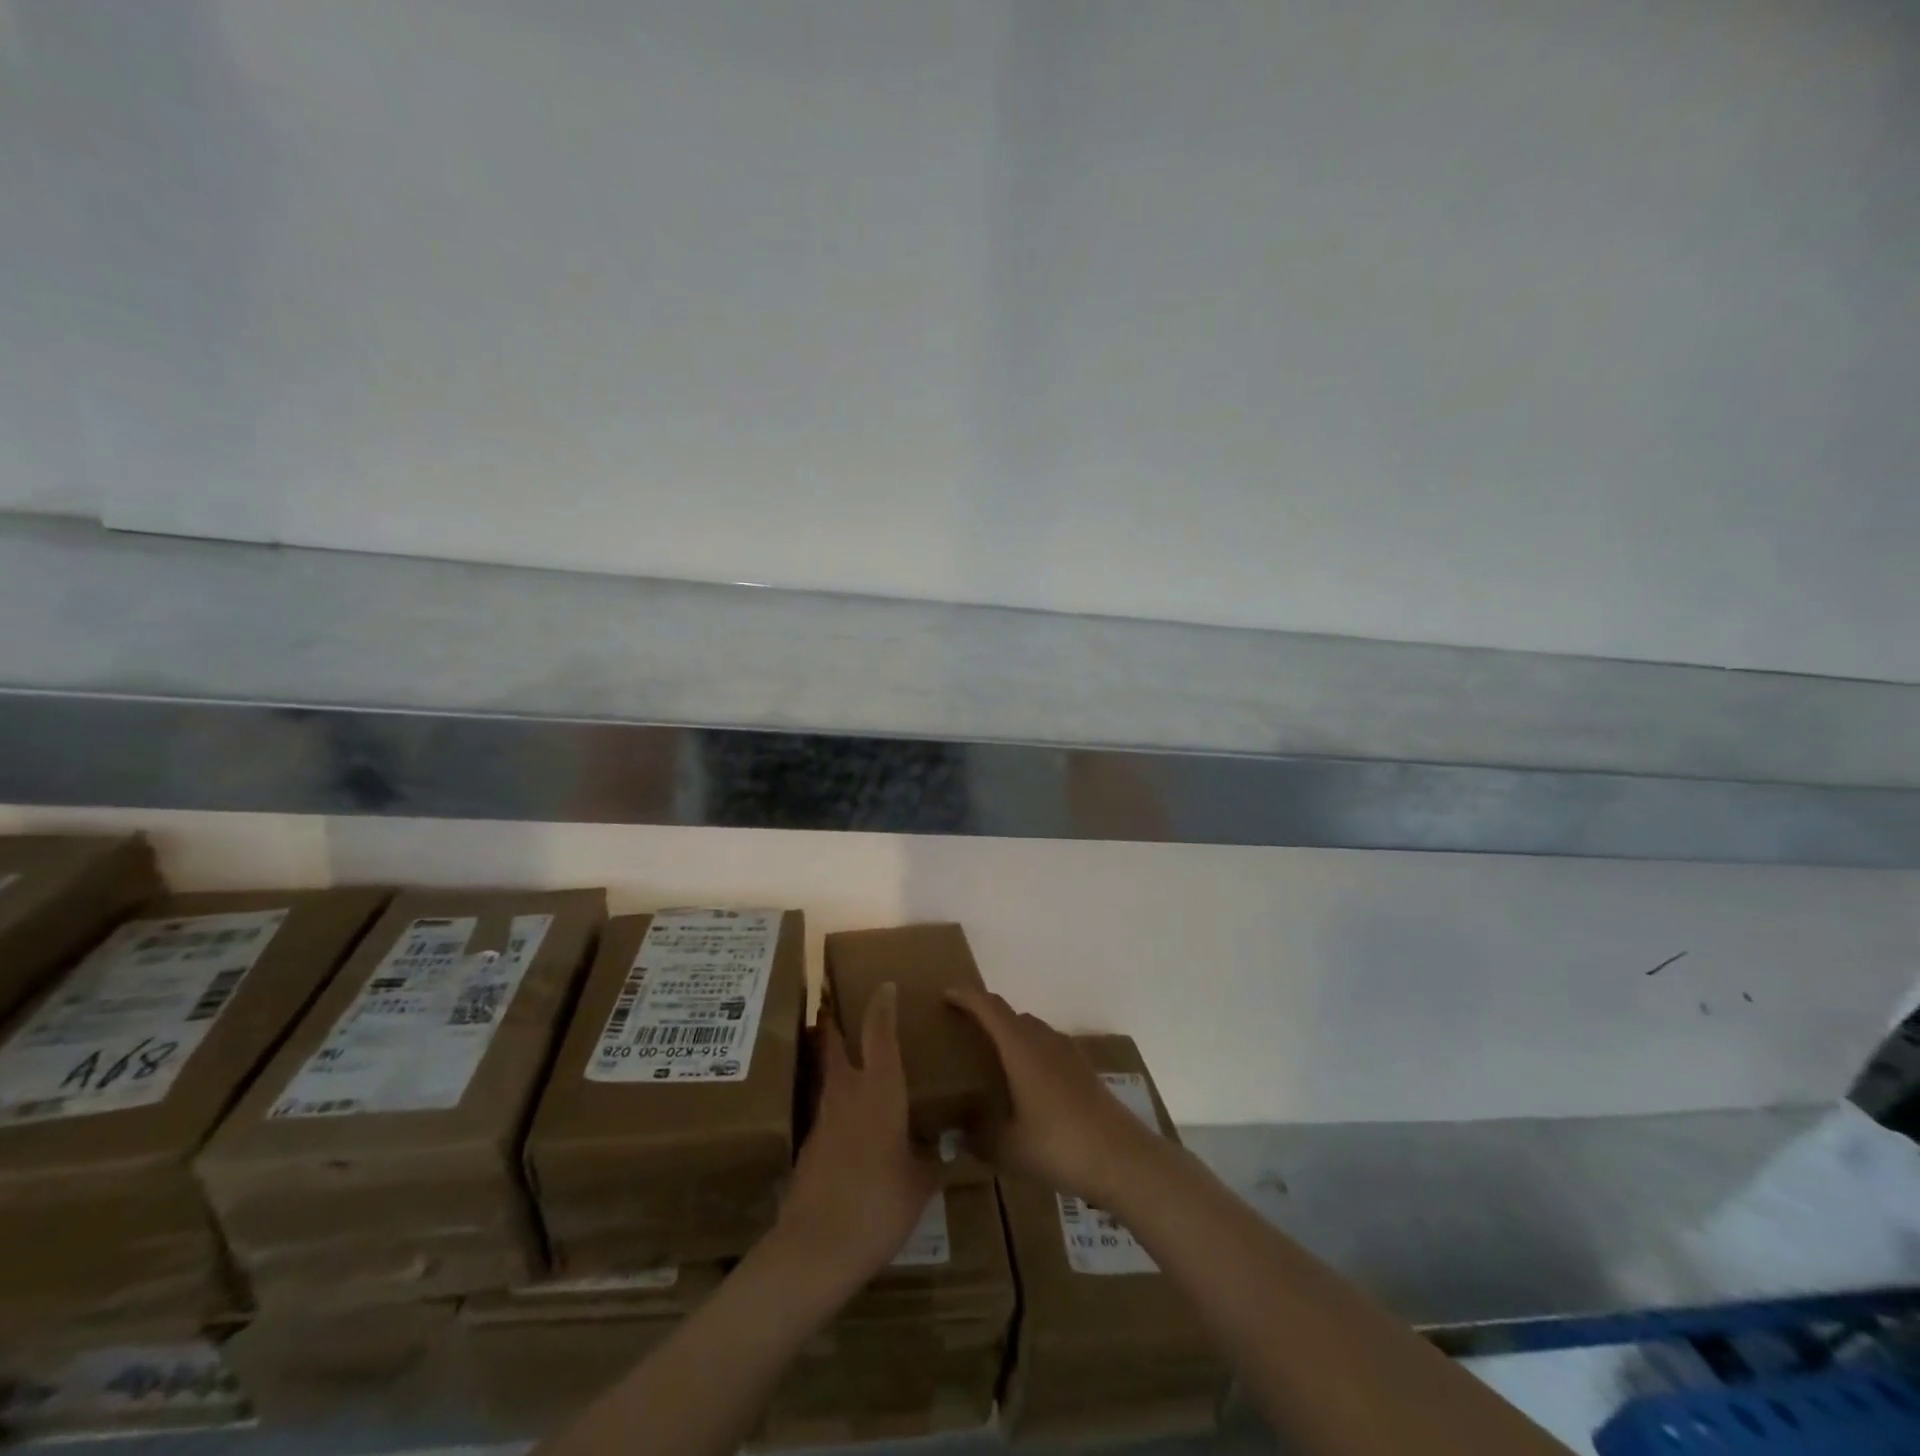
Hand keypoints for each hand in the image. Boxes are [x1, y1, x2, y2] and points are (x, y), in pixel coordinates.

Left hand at [778, 983, 937, 1283]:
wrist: (817, 1247)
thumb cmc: (879, 1203)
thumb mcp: (921, 1182)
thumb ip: (933, 1157)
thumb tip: (946, 1145)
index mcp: (880, 1089)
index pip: (879, 1031)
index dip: (882, 1004)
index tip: (885, 985)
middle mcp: (847, 1092)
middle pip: (835, 1042)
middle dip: (835, 1019)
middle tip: (840, 1003)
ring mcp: (823, 1117)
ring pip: (827, 1073)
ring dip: (834, 1058)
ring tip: (851, 1057)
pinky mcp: (809, 1144)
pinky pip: (826, 1107)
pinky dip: (836, 1099)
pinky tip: (849, 1119)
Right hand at [947, 989, 1164, 1206]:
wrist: (1123, 1158)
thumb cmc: (1059, 1145)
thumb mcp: (1008, 1149)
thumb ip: (978, 1137)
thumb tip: (956, 1133)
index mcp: (1020, 1048)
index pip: (988, 1007)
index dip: (966, 996)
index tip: (945, 994)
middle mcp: (1044, 1039)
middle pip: (1010, 1014)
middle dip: (986, 1015)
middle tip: (963, 1031)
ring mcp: (1068, 1052)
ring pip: (1031, 1029)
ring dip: (1010, 1034)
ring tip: (992, 1058)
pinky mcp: (1083, 1069)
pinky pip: (1048, 1047)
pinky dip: (1030, 1052)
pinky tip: (1026, 1084)